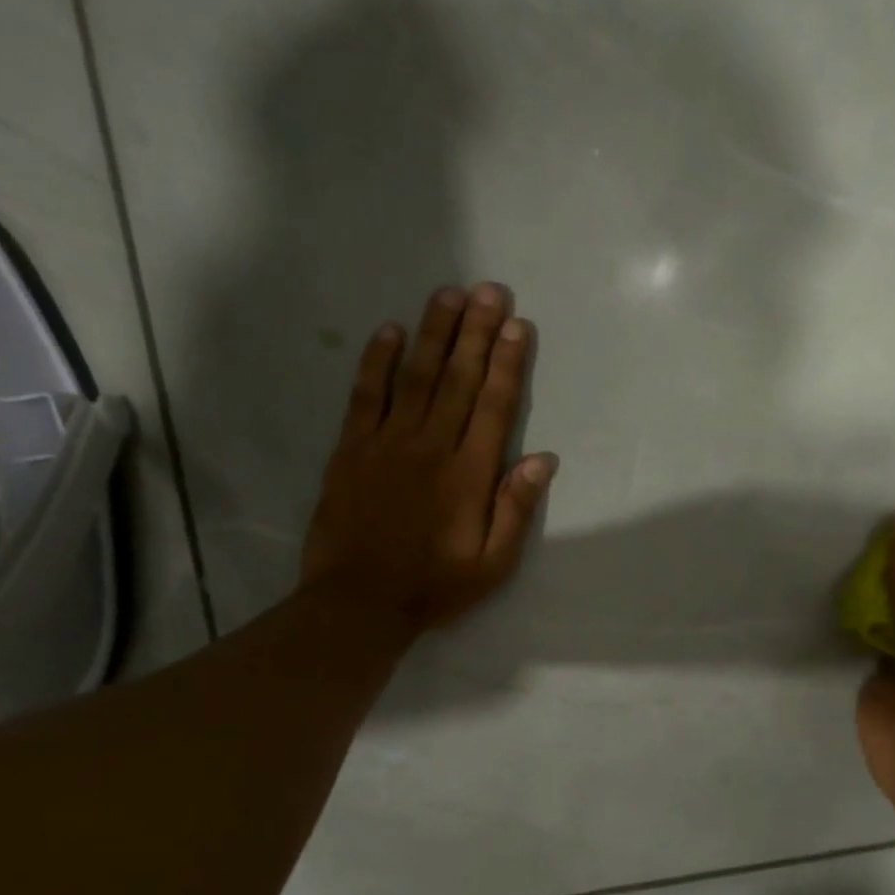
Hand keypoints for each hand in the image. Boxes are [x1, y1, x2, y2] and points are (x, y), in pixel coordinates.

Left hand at [301, 282, 555, 636]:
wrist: (358, 603)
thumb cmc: (435, 586)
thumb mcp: (493, 564)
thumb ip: (516, 509)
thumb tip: (543, 459)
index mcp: (469, 474)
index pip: (494, 406)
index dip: (507, 363)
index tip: (517, 326)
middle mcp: (431, 447)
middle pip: (458, 379)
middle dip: (476, 332)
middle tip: (489, 291)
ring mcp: (386, 443)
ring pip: (415, 377)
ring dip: (434, 333)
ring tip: (450, 295)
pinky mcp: (351, 449)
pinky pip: (366, 396)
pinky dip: (377, 361)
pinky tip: (390, 331)